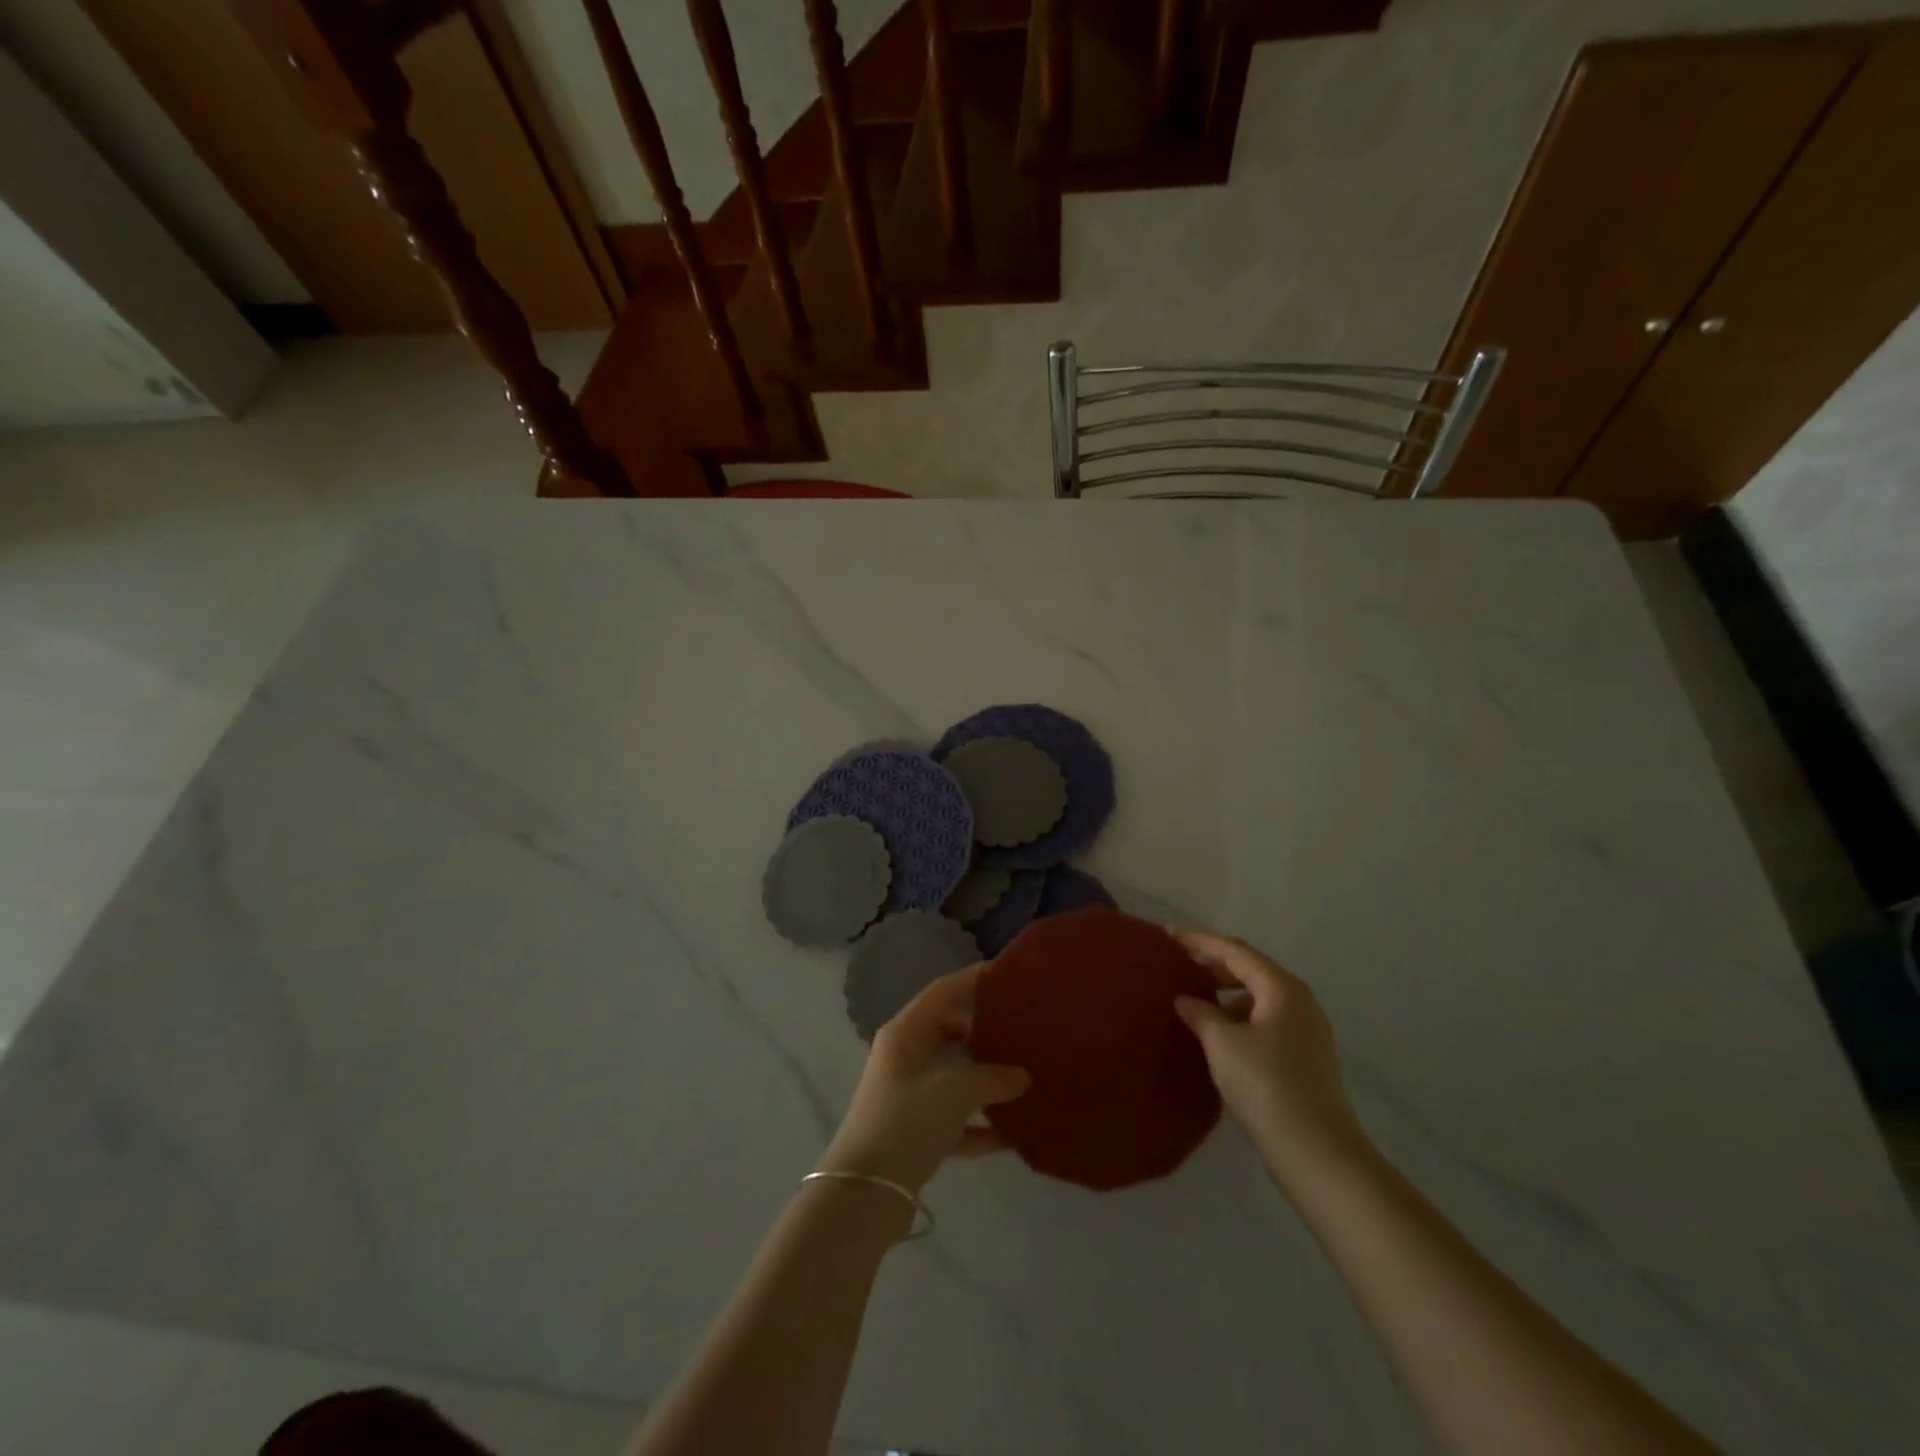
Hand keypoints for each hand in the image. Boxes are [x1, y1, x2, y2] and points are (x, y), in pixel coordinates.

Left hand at [818, 963, 1031, 1197]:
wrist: (865, 1193)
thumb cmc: (906, 1122)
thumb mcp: (955, 1092)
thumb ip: (993, 1077)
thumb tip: (1023, 1075)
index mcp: (906, 1032)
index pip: (944, 991)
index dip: (974, 980)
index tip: (1009, 976)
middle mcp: (905, 1056)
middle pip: (951, 1032)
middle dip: (987, 1034)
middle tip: (1026, 1032)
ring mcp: (909, 1094)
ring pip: (955, 1076)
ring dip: (987, 1081)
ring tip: (1028, 1080)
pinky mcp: (915, 1131)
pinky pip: (955, 1117)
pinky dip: (980, 1123)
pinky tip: (1014, 1135)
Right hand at [1172, 928, 1369, 1184]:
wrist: (1317, 1152)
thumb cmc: (1266, 1085)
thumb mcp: (1223, 1043)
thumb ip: (1201, 1013)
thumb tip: (1186, 1000)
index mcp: (1282, 988)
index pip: (1234, 951)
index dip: (1199, 941)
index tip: (1168, 934)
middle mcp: (1299, 1002)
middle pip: (1250, 970)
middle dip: (1213, 964)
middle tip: (1178, 963)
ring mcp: (1306, 1031)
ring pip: (1258, 998)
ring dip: (1226, 994)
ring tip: (1194, 1000)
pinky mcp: (1304, 1059)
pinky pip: (1265, 1022)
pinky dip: (1239, 1018)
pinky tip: (1217, 1035)